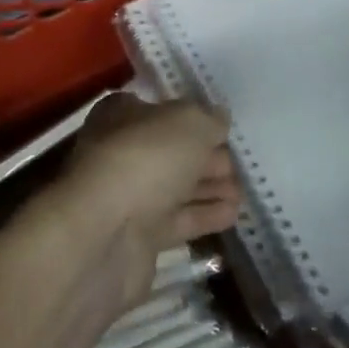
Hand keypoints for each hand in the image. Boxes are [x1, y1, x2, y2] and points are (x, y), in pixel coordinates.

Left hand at [46, 94, 240, 313]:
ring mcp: (129, 196)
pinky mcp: (139, 238)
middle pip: (172, 150)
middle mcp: (123, 151)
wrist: (105, 234)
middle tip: (239, 163)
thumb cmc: (145, 159)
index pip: (162, 109)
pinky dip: (204, 215)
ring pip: (177, 187)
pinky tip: (233, 214)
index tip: (223, 128)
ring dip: (209, 187)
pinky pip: (178, 221)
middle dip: (206, 156)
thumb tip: (219, 119)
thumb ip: (209, 119)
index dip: (193, 117)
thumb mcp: (189, 123)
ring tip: (244, 191)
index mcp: (122, 114)